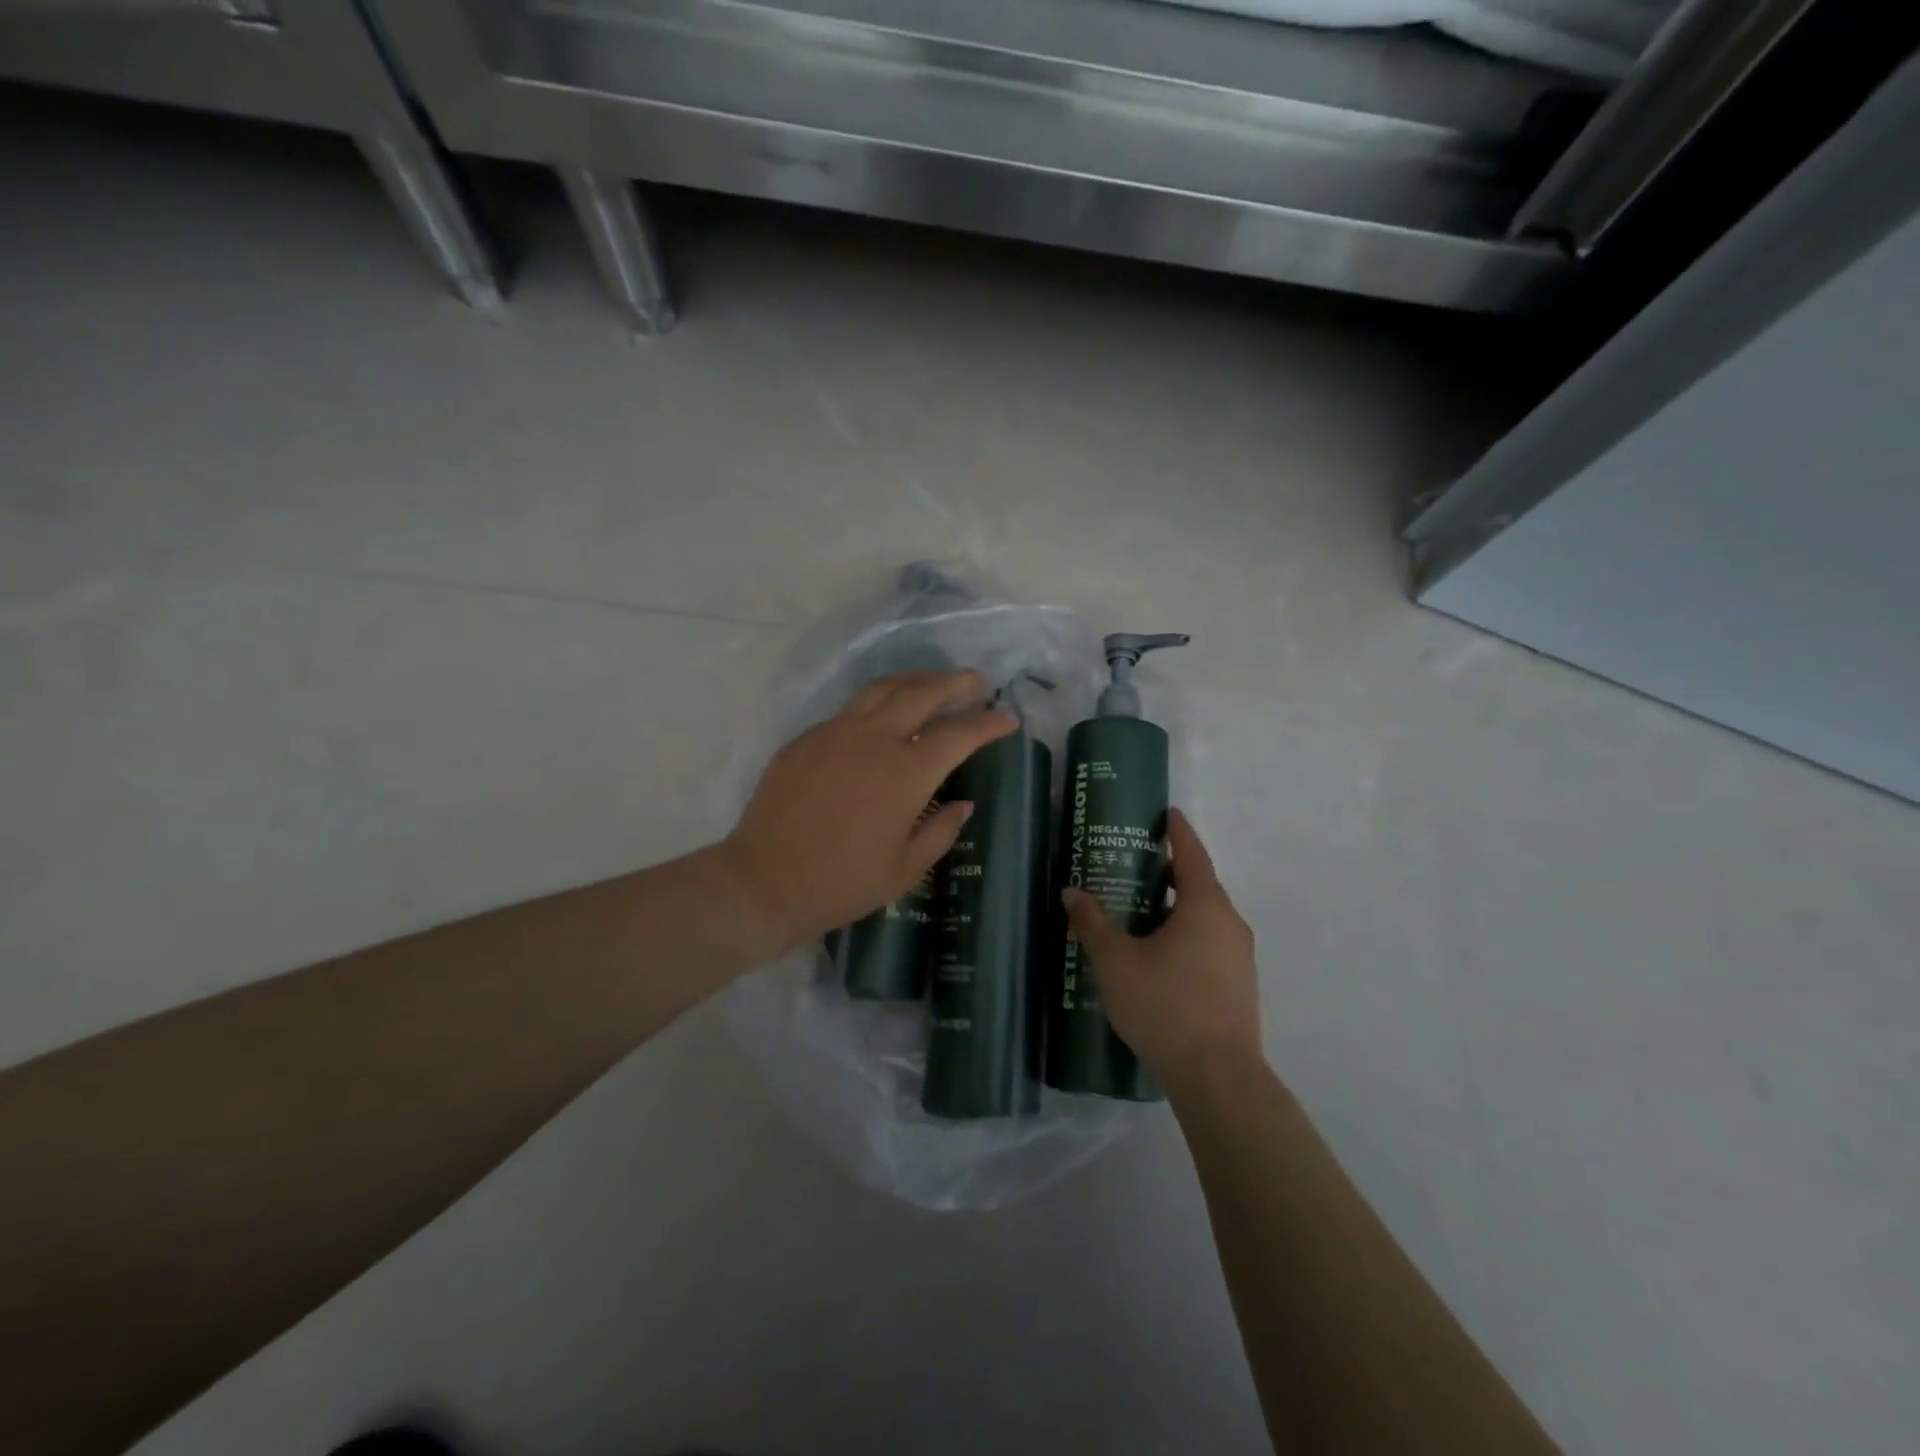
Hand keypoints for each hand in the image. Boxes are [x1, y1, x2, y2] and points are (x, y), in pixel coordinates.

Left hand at [721, 670, 1017, 955]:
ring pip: (884, 688)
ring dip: (916, 680)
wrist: (763, 882)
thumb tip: (962, 803)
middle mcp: (875, 739)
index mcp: (906, 773)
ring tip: (934, 685)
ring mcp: (836, 732)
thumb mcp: (904, 870)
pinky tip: (882, 719)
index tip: (1008, 718)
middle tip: (977, 683)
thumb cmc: (842, 884)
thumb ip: (940, 831)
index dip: (988, 722)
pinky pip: (850, 710)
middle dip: (956, 683)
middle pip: (923, 692)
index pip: (959, 734)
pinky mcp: (806, 738)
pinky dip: (877, 704)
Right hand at [1062, 809, 1261, 1093]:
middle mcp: (1229, 924)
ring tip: (1139, 910)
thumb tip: (1072, 892)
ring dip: (1175, 907)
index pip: (1192, 855)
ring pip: (1204, 918)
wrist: (1218, 1077)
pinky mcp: (1239, 985)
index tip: (1166, 813)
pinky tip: (1158, 954)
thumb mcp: (1116, 962)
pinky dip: (1185, 934)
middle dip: (1169, 872)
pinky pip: (1209, 943)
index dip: (1178, 832)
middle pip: (1199, 885)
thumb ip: (1093, 924)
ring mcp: (1239, 957)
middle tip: (1134, 864)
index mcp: (1204, 907)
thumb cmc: (1165, 1006)